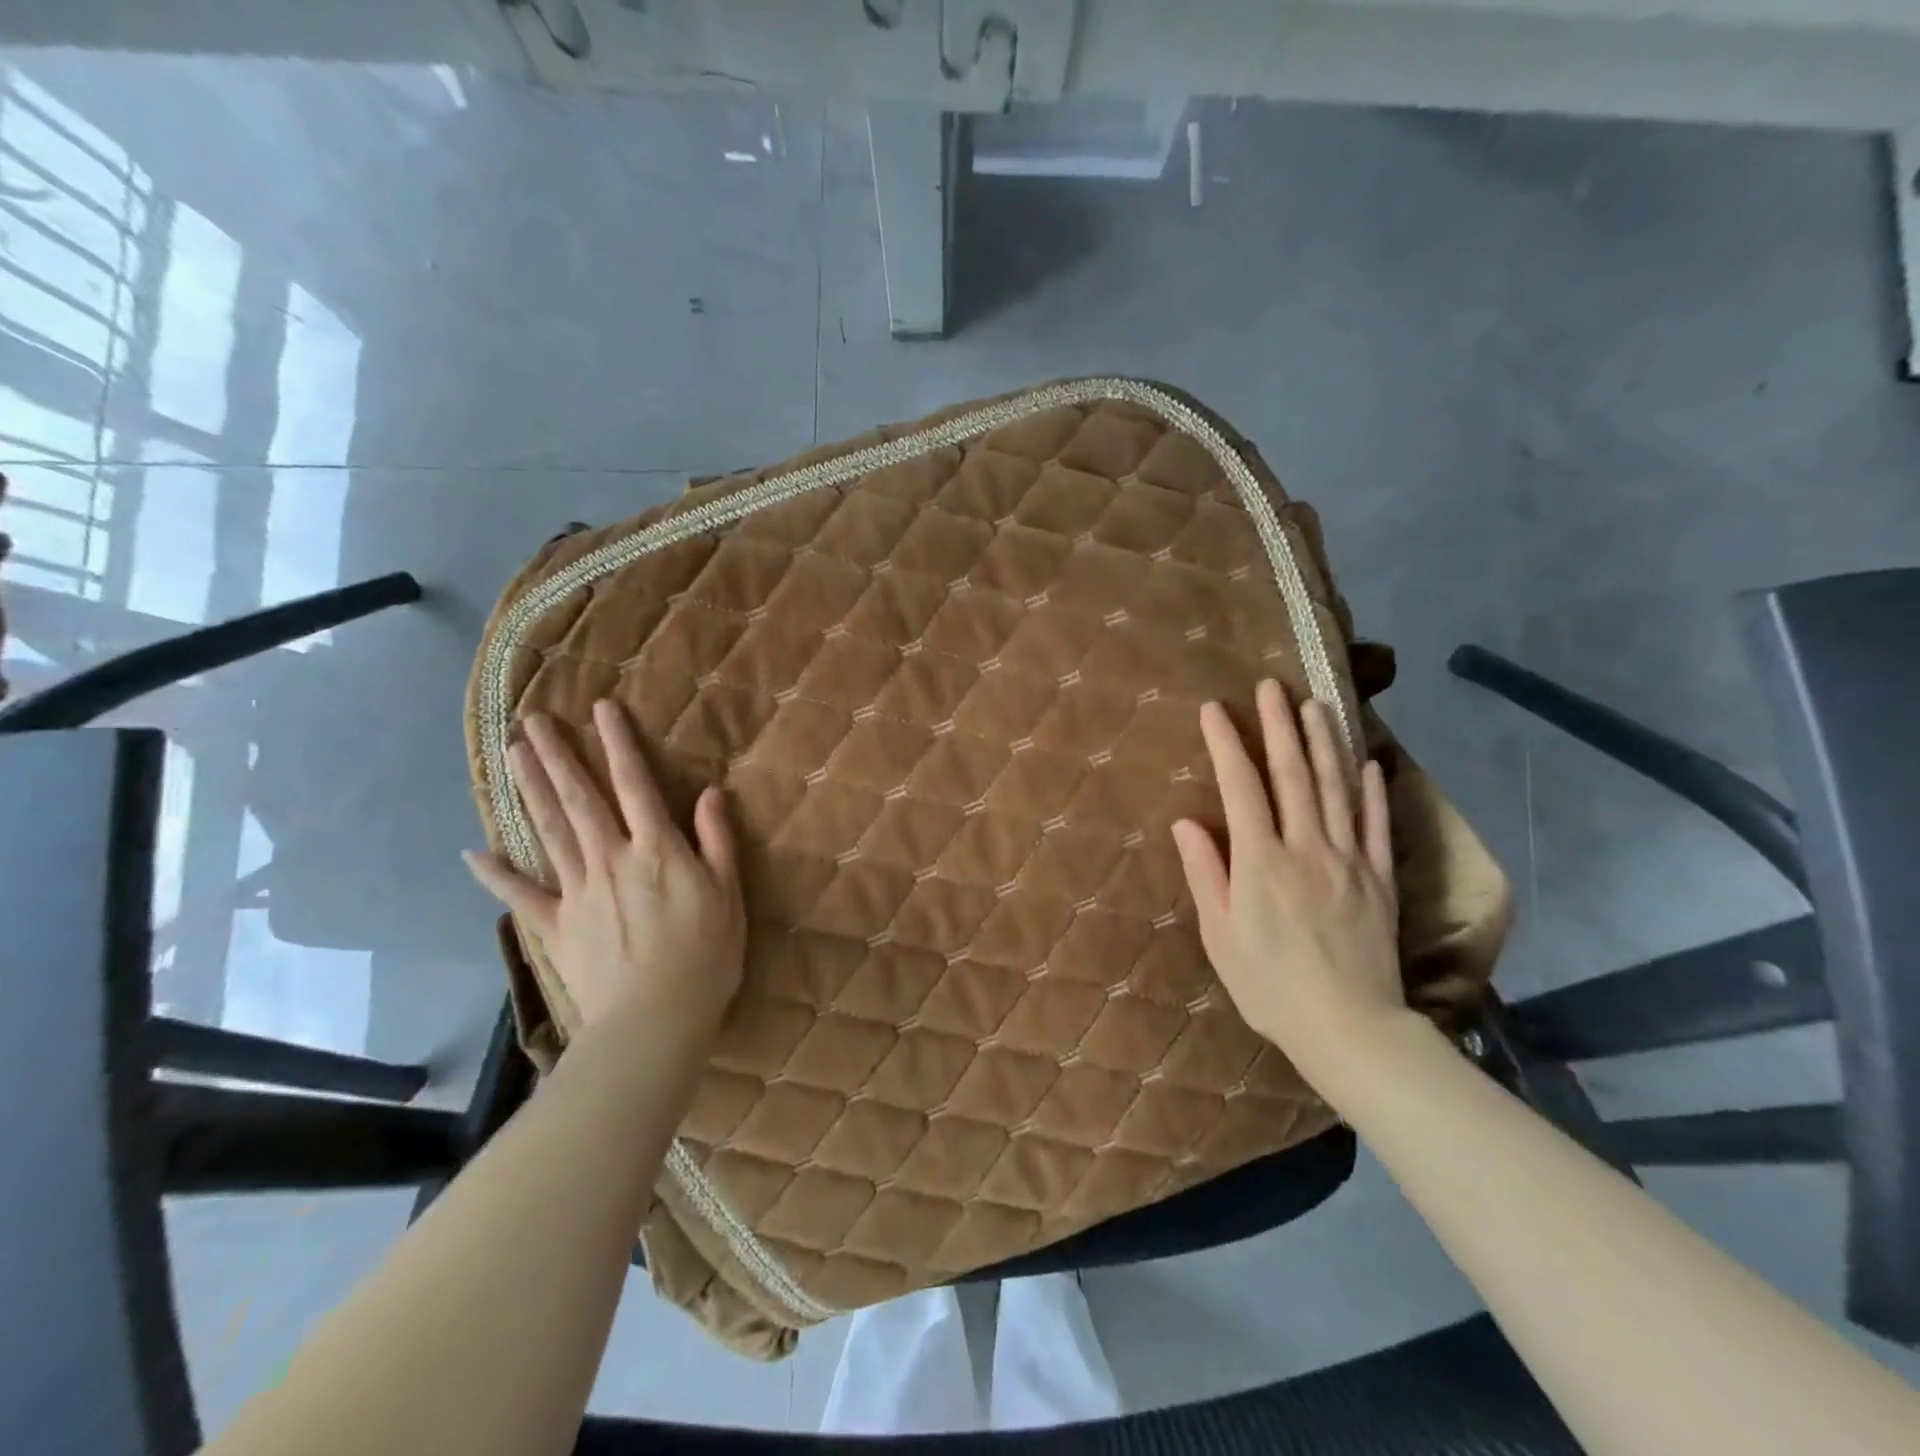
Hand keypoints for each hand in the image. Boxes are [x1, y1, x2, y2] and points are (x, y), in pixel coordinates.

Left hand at [464, 699, 746, 1044]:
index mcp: (656, 848)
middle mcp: (611, 858)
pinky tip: (473, 853)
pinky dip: (496, 875)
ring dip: (530, 791)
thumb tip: (711, 792)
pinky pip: (521, 896)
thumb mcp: (728, 892)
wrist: (655, 1018)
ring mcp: (578, 892)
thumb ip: (717, 840)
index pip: (635, 783)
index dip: (619, 743)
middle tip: (534, 721)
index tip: (602, 708)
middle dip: (558, 756)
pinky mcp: (556, 926)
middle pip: (580, 798)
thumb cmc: (706, 955)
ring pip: (550, 831)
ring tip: (512, 756)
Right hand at [1170, 680, 1404, 1080]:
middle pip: (1293, 774)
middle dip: (1279, 725)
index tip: (1214, 709)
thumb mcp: (1220, 935)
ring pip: (1336, 787)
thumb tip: (1187, 822)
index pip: (1241, 786)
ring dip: (1325, 742)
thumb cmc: (1269, 985)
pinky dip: (1371, 790)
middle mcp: (1306, 846)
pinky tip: (1368, 763)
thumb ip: (1206, 873)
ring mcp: (1349, 859)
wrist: (1350, 1028)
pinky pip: (1375, 824)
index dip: (1227, 743)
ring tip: (1317, 705)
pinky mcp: (1379, 878)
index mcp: (1261, 860)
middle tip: (1272, 685)